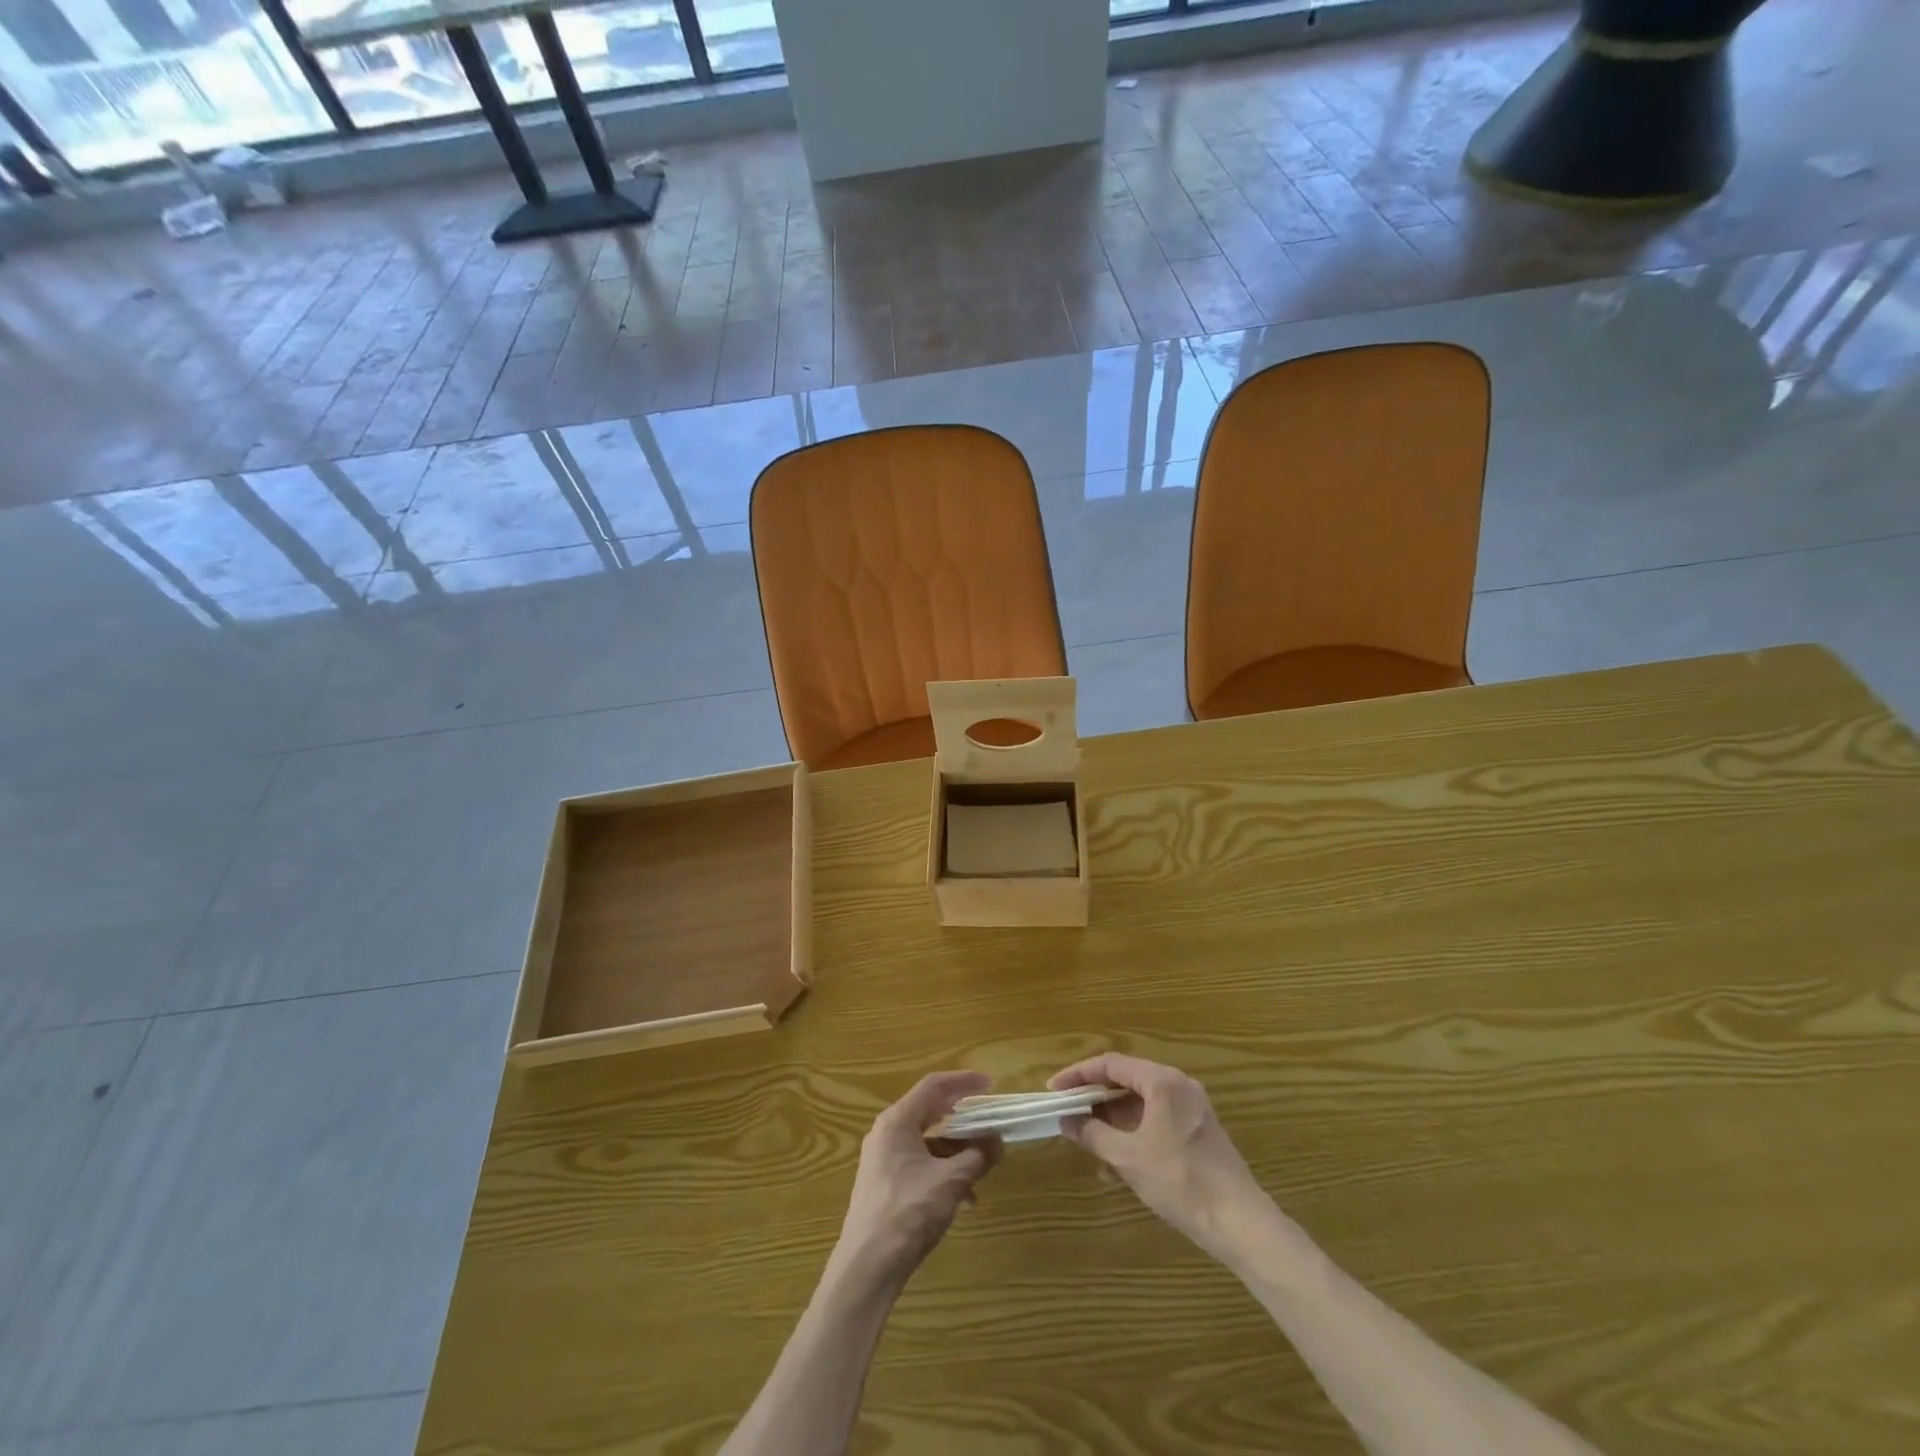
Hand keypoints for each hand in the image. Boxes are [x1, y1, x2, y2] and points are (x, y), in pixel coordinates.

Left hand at [831, 1071, 1002, 1293]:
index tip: (989, 1084)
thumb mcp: (950, 1181)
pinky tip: (966, 1199)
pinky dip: (944, 1172)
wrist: (867, 1267)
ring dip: (957, 1151)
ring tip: (984, 1168)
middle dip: (963, 1119)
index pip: (934, 1086)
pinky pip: (920, 1165)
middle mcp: (888, 1132)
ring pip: (928, 1142)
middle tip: (989, 1120)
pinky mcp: (885, 1184)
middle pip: (930, 1112)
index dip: (963, 1081)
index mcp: (898, 1120)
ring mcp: (884, 1159)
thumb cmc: (908, 1212)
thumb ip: (976, 1156)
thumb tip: (996, 1141)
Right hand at [1050, 1053, 1264, 1261]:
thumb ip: (1092, 1134)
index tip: (1054, 1090)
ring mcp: (1191, 1109)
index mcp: (1162, 1082)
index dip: (1078, 1074)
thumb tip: (1065, 1120)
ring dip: (1112, 1121)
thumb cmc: (1181, 1181)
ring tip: (1088, 1143)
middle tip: (1068, 1113)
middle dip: (1094, 1099)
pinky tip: (1116, 1166)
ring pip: (1140, 1104)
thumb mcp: (1128, 1158)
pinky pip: (1156, 1122)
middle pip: (1126, 1081)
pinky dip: (1133, 1135)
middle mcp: (1178, 1086)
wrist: (1240, 1223)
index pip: (1110, 1064)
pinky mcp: (1198, 1132)